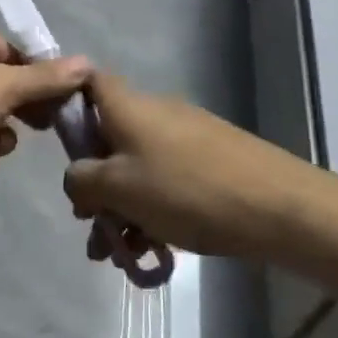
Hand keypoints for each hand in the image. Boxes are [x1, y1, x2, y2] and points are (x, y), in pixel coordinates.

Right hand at [62, 72, 302, 260]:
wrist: (278, 206)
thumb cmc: (185, 189)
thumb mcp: (118, 188)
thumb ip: (82, 180)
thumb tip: (76, 178)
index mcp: (128, 107)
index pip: (89, 82)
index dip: (68, 101)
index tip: (59, 143)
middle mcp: (155, 112)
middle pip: (110, 137)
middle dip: (96, 184)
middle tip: (93, 228)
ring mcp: (187, 135)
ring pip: (139, 167)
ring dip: (124, 207)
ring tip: (123, 255)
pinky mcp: (212, 160)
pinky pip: (167, 179)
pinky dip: (154, 209)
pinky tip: (156, 249)